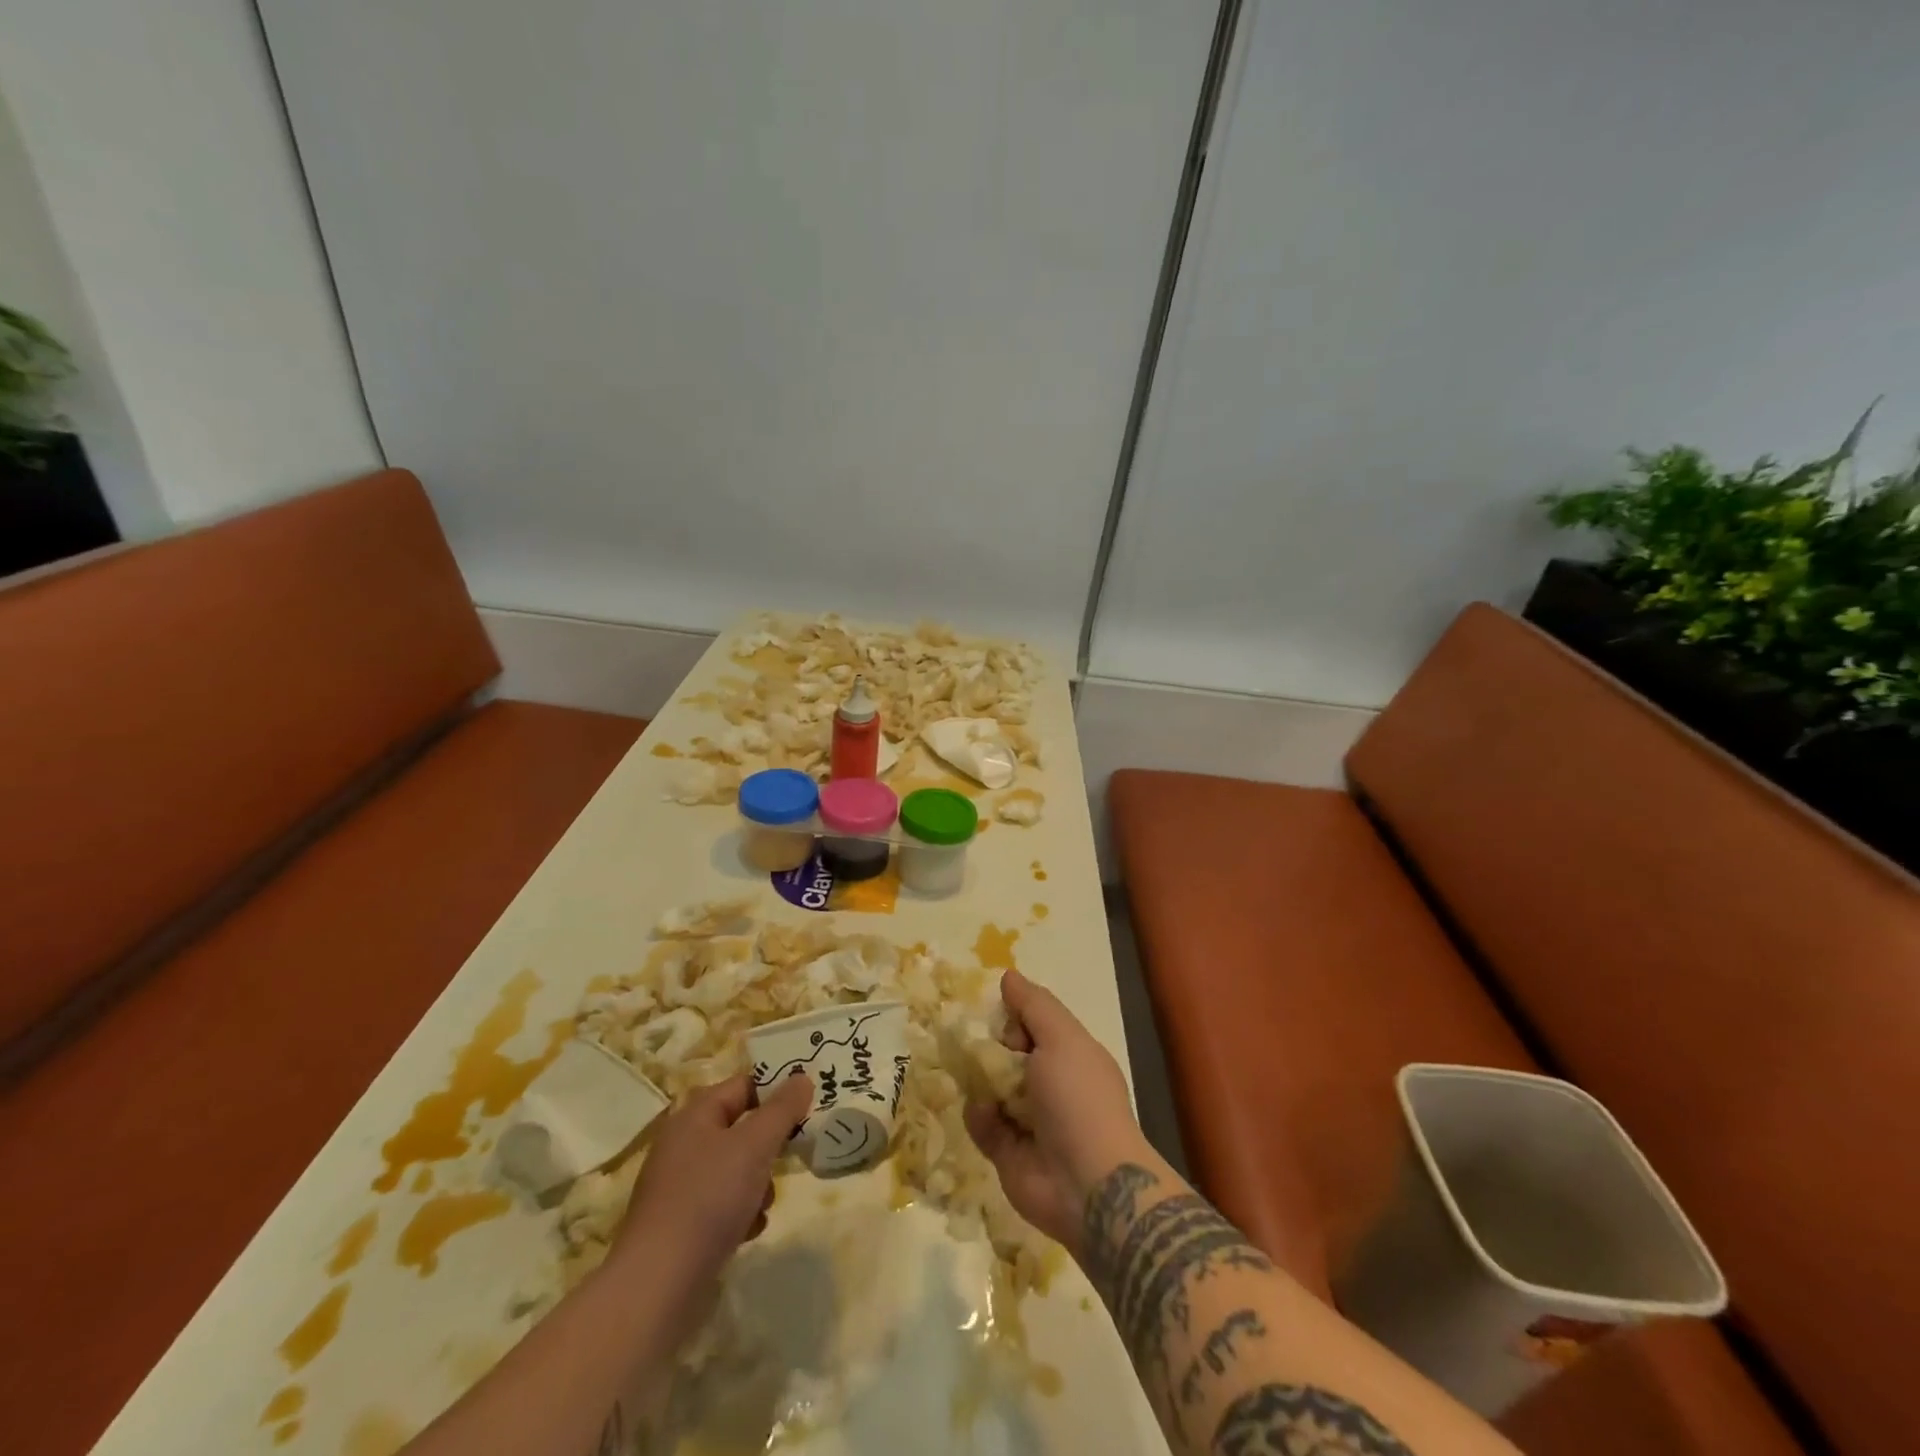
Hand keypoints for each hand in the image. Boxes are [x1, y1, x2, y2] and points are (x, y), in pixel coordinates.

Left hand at [609, 1072, 811, 1297]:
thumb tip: (802, 1078)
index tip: (807, 1106)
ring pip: (735, 1169)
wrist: (658, 1286)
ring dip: (758, 1183)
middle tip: (792, 1156)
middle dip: (769, 1145)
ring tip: (764, 1204)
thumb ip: (782, 1109)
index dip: (776, 1091)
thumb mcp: (755, 1145)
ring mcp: (679, 1186)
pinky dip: (741, 1212)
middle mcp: (683, 1144)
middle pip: (741, 1129)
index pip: (744, 1085)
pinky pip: (722, 1204)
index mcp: (695, 1115)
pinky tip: (749, 1230)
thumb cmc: (708, 1199)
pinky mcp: (680, 1224)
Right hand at [963, 969, 1145, 1256]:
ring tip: (972, 1075)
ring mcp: (1030, 1121)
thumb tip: (1008, 975)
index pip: (1035, 1026)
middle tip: (973, 1043)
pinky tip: (983, 1112)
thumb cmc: (1079, 1099)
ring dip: (980, 1080)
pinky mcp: (1008, 1153)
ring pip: (992, 1088)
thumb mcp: (1061, 1038)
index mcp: (1071, 1056)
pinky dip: (979, 1116)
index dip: (1016, 1017)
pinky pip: (983, 1124)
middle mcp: (1051, 1086)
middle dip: (990, 1047)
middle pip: (1010, 1055)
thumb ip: (1033, 1006)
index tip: (1001, 1016)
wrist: (1088, 1185)